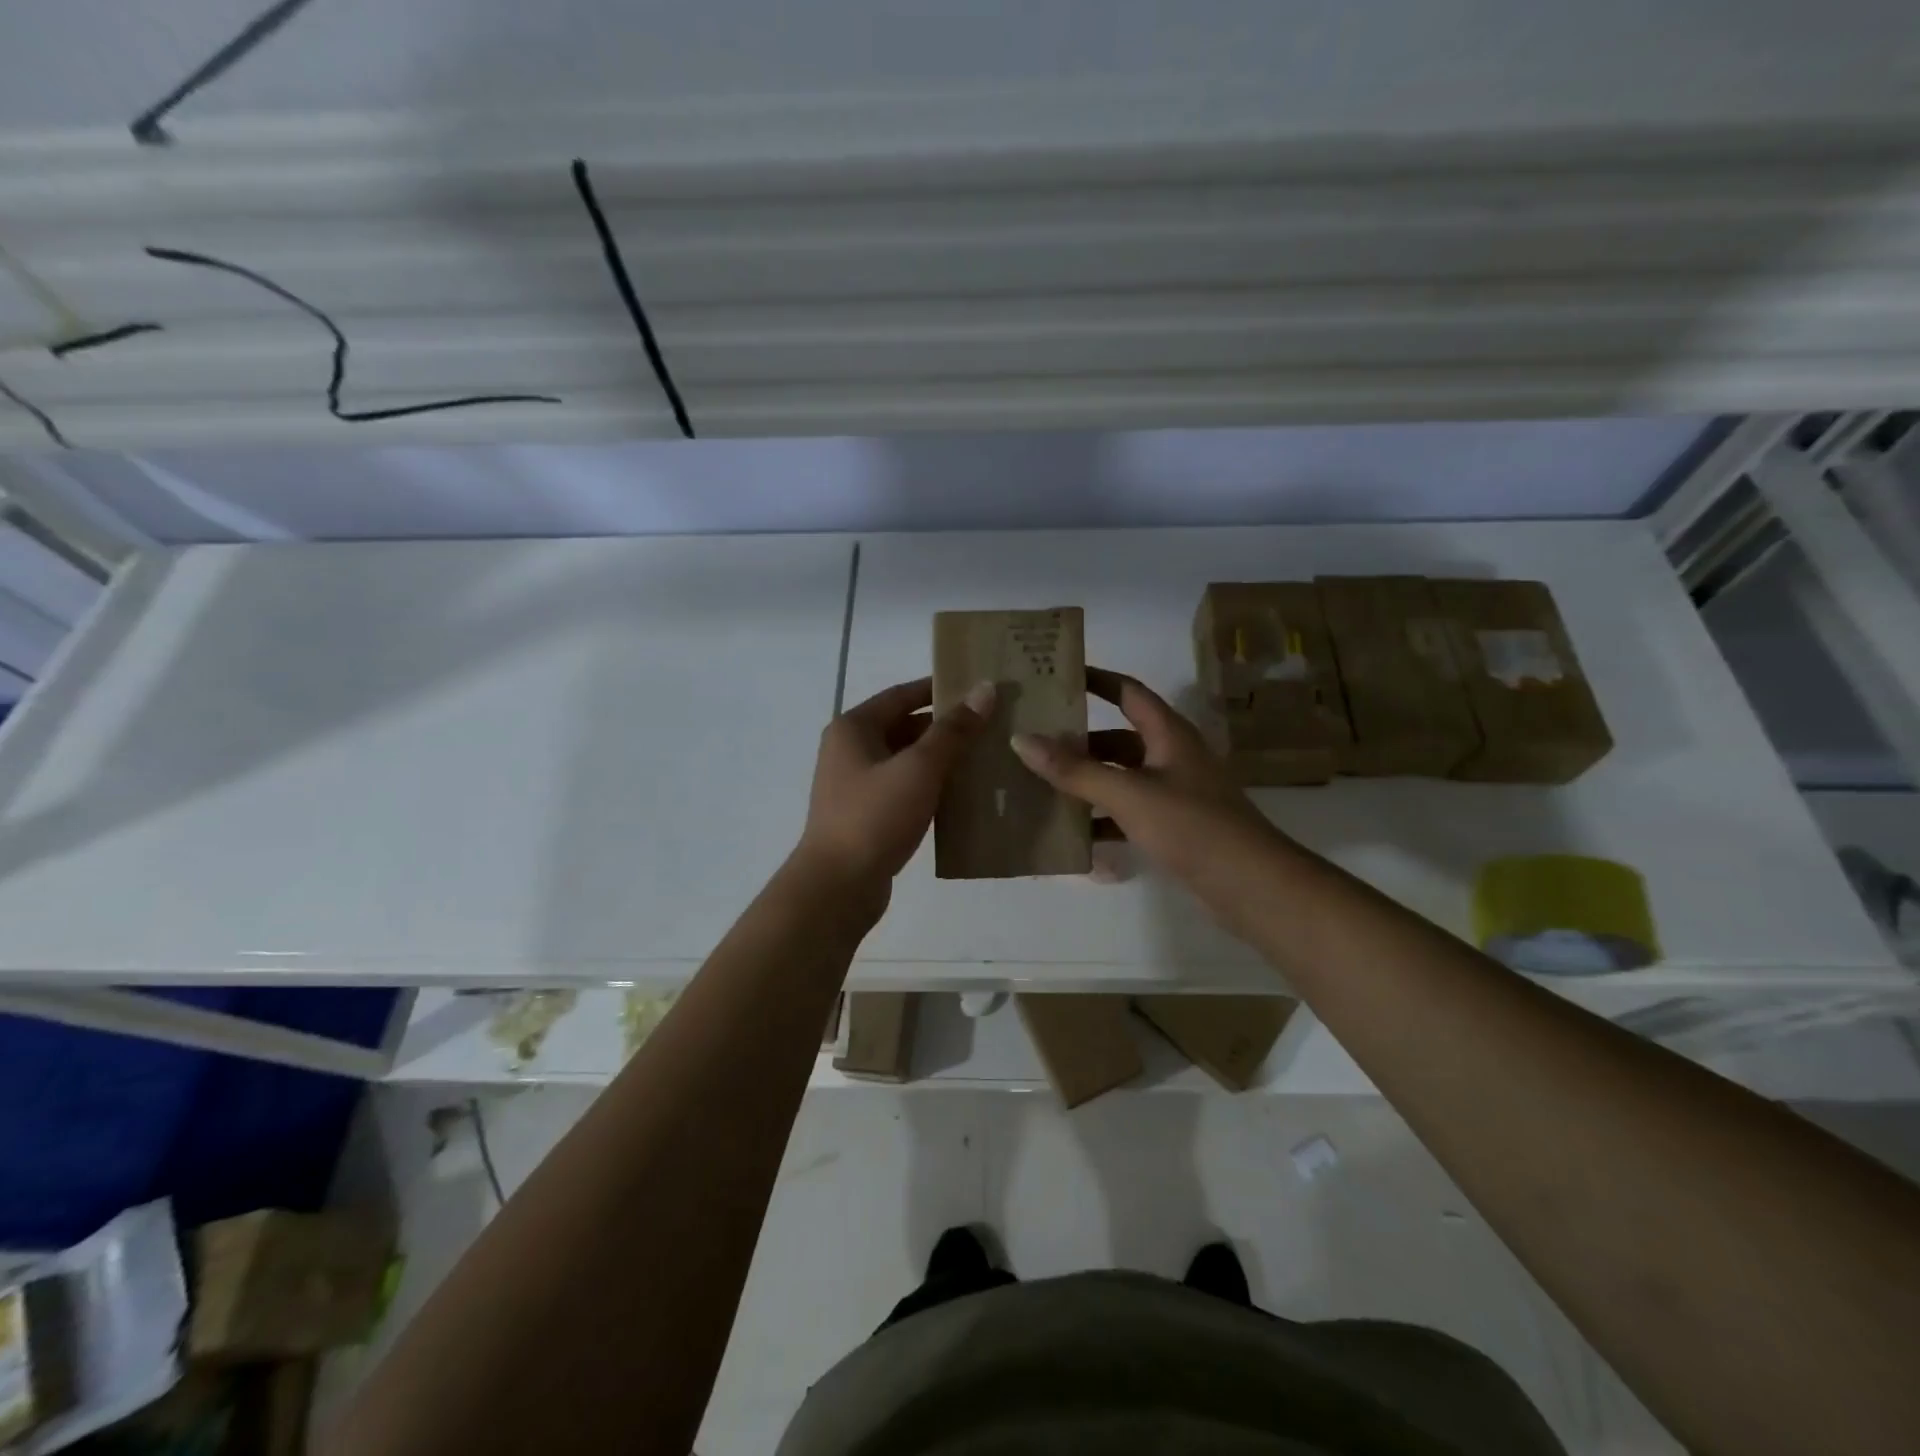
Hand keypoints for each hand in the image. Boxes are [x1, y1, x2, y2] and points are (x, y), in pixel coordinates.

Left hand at [794, 676, 995, 907]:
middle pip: (904, 726)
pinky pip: (903, 787)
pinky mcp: (865, 814)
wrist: (838, 886)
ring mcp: (855, 784)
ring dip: (940, 758)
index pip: (902, 694)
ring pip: (905, 759)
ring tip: (983, 758)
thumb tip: (984, 690)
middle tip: (990, 726)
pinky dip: (929, 785)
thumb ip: (953, 730)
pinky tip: (961, 794)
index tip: (978, 689)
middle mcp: (849, 749)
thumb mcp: (919, 768)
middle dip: (945, 727)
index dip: (940, 689)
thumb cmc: (875, 816)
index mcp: (854, 727)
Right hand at [1010, 669, 1285, 911]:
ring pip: (1119, 778)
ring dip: (1085, 782)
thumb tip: (1021, 740)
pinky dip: (1101, 818)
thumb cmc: (1192, 825)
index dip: (1096, 679)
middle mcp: (1171, 756)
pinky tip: (1070, 834)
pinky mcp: (1173, 827)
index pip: (1128, 691)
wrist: (1251, 885)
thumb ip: (1075, 770)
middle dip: (1078, 741)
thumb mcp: (1128, 794)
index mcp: (1168, 734)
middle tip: (1032, 742)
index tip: (1057, 675)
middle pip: (1117, 738)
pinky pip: (1127, 813)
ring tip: (1038, 786)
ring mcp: (1174, 793)